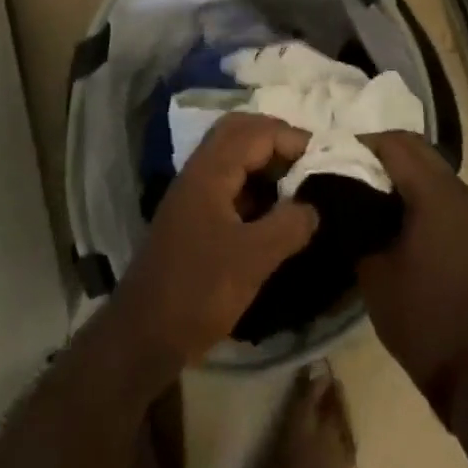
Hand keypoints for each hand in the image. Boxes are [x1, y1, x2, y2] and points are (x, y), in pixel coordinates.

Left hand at [109, 112, 319, 373]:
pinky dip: (254, 184)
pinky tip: (274, 210)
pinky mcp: (193, 216)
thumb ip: (289, 225)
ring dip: (264, 160)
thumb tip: (313, 206)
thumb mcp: (253, 260)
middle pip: (240, 131)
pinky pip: (228, 181)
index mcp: (211, 171)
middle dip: (277, 138)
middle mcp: (199, 171)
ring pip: (232, 155)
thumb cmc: (198, 291)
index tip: (324, 160)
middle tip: (308, 161)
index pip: (257, 132)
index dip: (292, 139)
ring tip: (298, 183)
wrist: (143, 336)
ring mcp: (194, 193)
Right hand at [356, 132, 467, 408]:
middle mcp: (457, 189)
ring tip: (362, 181)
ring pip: (428, 162)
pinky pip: (438, 183)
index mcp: (434, 194)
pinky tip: (388, 202)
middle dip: (379, 148)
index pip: (394, 145)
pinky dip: (413, 181)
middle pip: (414, 146)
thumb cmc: (417, 315)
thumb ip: (357, 219)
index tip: (331, 154)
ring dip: (397, 164)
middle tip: (345, 164)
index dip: (360, 144)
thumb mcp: (373, 268)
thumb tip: (340, 195)